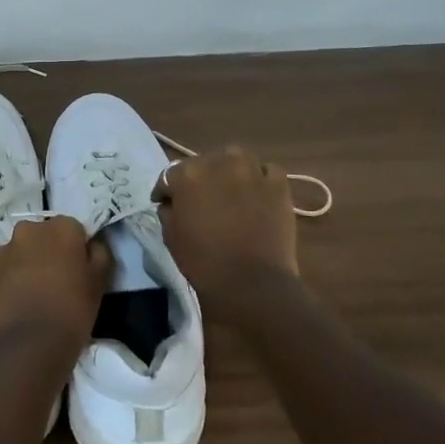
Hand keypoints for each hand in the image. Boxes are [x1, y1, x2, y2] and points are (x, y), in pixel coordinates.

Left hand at [0, 215, 110, 360]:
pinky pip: (12, 267)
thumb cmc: (71, 310)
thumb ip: (100, 254)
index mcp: (61, 226)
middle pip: (47, 235)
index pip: (75, 230)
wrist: (27, 345)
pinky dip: (18, 277)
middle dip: (54, 251)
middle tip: (63, 281)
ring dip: (34, 263)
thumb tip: (92, 245)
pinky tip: (25, 301)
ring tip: (42, 294)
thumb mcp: (99, 282)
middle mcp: (31, 229)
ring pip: (27, 250)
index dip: (79, 251)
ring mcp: (7, 248)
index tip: (82, 272)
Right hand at [153, 146, 299, 319]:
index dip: (167, 191)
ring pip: (236, 160)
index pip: (170, 175)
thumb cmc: (204, 262)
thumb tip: (172, 203)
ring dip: (230, 172)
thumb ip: (168, 211)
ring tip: (231, 191)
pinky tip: (258, 194)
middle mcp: (218, 162)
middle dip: (200, 178)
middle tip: (202, 199)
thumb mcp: (170, 237)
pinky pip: (266, 171)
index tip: (166, 203)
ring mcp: (251, 170)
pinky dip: (261, 179)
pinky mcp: (278, 183)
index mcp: (187, 174)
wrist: (251, 283)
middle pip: (204, 163)